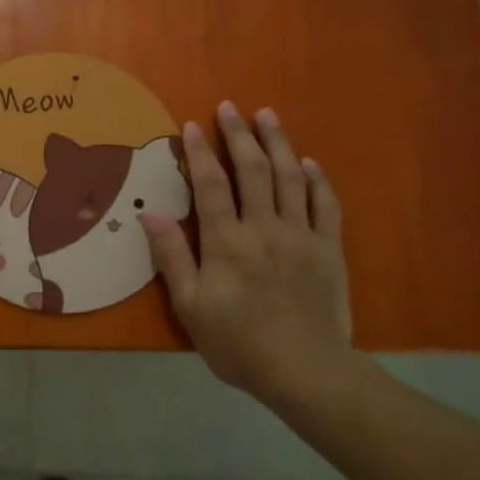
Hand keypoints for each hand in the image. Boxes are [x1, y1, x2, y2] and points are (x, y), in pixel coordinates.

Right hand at [140, 103, 351, 393]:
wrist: (306, 371)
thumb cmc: (238, 343)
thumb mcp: (191, 306)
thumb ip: (172, 257)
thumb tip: (150, 214)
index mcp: (227, 242)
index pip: (211, 185)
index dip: (200, 153)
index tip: (193, 125)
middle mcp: (265, 228)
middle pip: (252, 170)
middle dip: (239, 135)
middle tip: (231, 107)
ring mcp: (301, 235)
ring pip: (290, 178)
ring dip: (278, 143)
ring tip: (268, 116)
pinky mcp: (329, 249)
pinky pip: (324, 204)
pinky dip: (316, 179)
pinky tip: (308, 162)